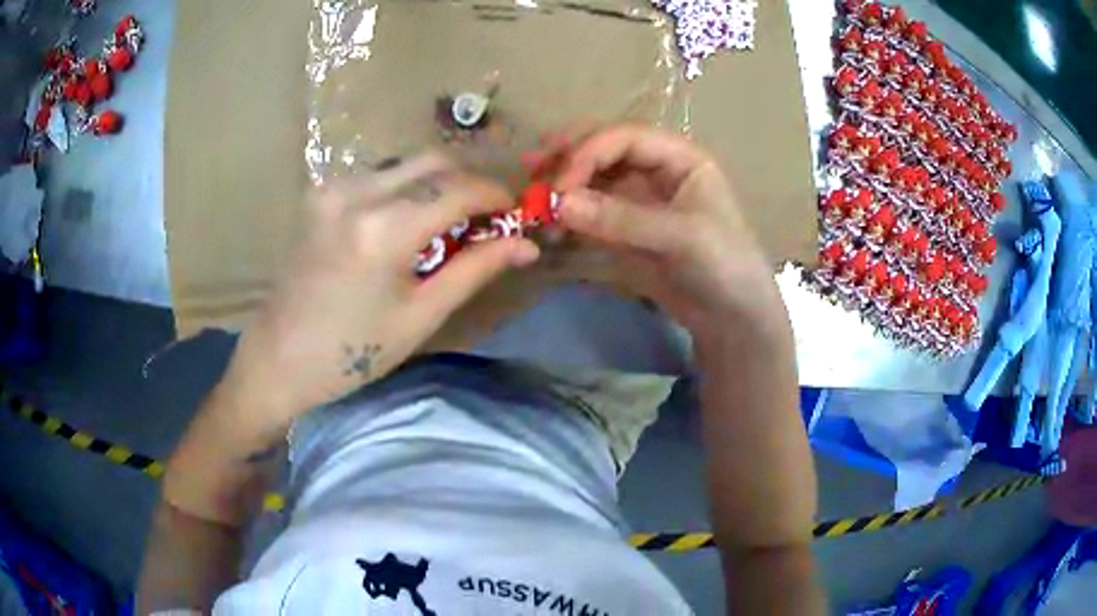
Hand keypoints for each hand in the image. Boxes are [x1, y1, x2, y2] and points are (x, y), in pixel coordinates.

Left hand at [220, 154, 539, 435]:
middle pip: (434, 160)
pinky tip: (411, 221)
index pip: (458, 189)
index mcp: (383, 229)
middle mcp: (357, 193)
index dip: (496, 196)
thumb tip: (526, 245)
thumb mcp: (420, 316)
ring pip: (406, 164)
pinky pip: (379, 175)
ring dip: (438, 183)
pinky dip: (407, 188)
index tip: (516, 212)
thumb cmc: (351, 353)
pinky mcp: (320, 194)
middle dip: (470, 181)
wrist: (278, 359)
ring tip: (452, 222)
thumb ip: (475, 270)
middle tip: (487, 215)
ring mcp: (333, 188)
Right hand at [531, 125, 780, 345]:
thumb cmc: (724, 265)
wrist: (733, 317)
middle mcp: (658, 170)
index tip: (560, 184)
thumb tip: (558, 203)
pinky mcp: (629, 229)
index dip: (589, 152)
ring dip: (565, 183)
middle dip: (569, 156)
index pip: (625, 138)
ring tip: (532, 190)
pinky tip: (550, 220)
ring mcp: (641, 199)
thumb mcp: (681, 237)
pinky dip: (571, 214)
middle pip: (606, 150)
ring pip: (595, 179)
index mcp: (680, 157)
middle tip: (532, 166)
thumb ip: (622, 218)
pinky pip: (594, 212)